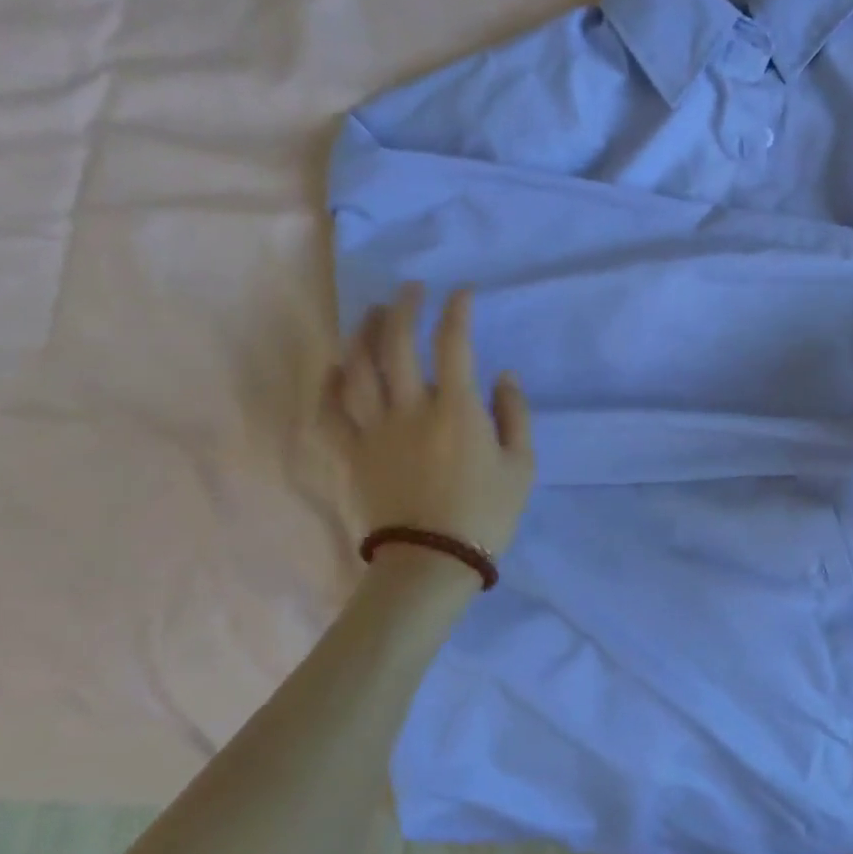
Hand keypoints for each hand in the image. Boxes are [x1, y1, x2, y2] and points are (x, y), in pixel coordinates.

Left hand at [322, 283, 535, 559]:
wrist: (431, 563)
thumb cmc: (485, 514)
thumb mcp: (522, 466)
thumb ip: (515, 414)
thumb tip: (503, 376)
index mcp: (456, 409)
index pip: (453, 343)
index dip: (457, 311)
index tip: (461, 293)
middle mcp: (410, 409)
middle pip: (397, 344)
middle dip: (404, 308)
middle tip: (410, 289)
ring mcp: (375, 430)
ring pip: (359, 370)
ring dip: (364, 334)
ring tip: (371, 315)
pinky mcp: (352, 454)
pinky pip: (331, 413)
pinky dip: (330, 386)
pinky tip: (335, 368)